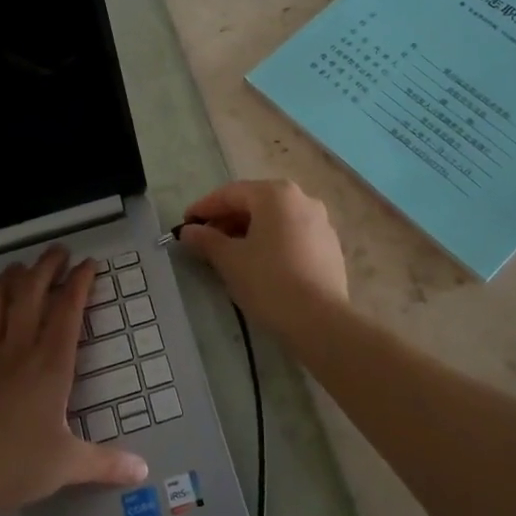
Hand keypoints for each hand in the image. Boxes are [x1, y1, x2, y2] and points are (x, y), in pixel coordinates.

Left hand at [0, 247, 147, 515]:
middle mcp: (16, 351)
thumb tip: (144, 471)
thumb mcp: (69, 465)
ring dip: (5, 281)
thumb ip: (107, 463)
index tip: (88, 264)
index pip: (68, 311)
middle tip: (57, 251)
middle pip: (30, 294)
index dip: (79, 283)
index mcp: (50, 365)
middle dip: (45, 267)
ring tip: (16, 268)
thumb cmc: (17, 467)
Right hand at [178, 180, 349, 334]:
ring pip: (275, 219)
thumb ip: (206, 240)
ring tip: (229, 253)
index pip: (231, 193)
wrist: (320, 321)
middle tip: (205, 240)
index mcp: (276, 194)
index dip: (204, 208)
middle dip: (227, 220)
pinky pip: (292, 235)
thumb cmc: (269, 281)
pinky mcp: (330, 246)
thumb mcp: (229, 260)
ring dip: (249, 231)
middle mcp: (302, 199)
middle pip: (255, 203)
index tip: (185, 224)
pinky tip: (260, 264)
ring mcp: (321, 222)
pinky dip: (272, 242)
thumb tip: (188, 231)